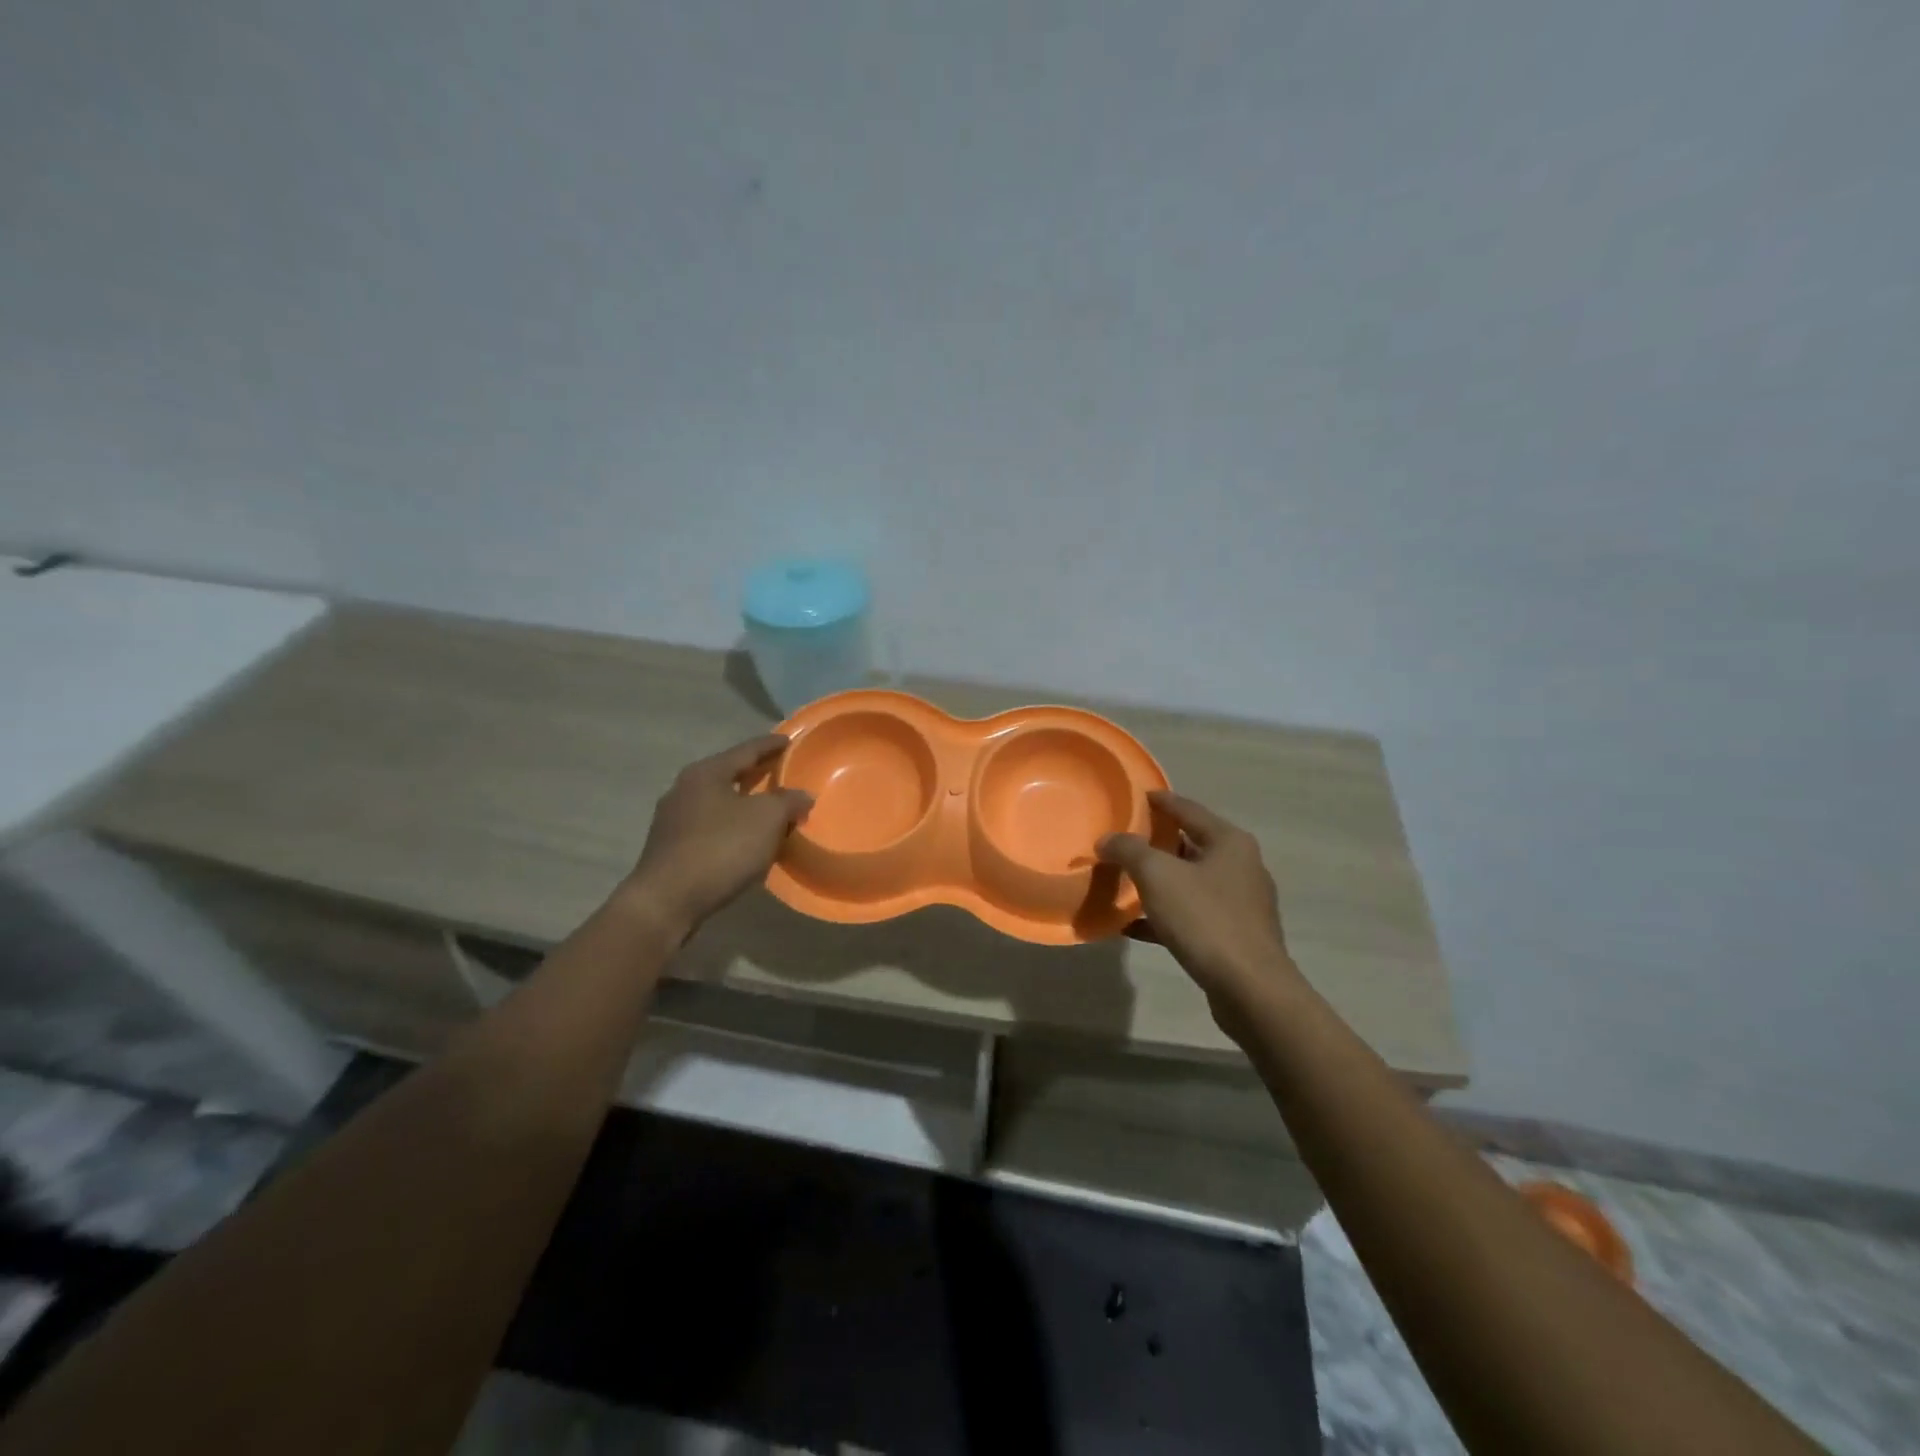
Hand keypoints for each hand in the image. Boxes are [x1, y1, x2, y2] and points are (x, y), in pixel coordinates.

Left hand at [625, 734, 812, 937]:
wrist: (667, 901)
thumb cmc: (721, 849)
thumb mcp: (767, 819)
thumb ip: (788, 802)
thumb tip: (801, 796)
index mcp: (706, 772)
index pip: (746, 750)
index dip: (771, 745)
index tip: (790, 741)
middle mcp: (685, 788)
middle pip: (729, 774)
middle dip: (757, 774)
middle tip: (782, 773)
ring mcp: (673, 819)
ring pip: (719, 802)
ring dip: (744, 803)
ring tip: (769, 809)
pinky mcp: (671, 847)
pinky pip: (710, 827)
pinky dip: (731, 826)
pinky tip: (746, 839)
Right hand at [1097, 792, 1301, 1034]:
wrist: (1250, 989)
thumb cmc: (1205, 919)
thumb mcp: (1157, 875)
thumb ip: (1129, 850)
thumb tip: (1107, 839)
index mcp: (1229, 842)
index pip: (1188, 809)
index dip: (1160, 801)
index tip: (1136, 795)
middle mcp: (1241, 866)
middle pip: (1190, 845)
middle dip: (1156, 844)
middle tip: (1122, 840)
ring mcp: (1241, 904)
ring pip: (1190, 883)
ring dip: (1158, 883)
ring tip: (1123, 882)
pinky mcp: (1235, 936)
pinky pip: (1192, 916)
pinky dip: (1164, 917)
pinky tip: (1132, 926)